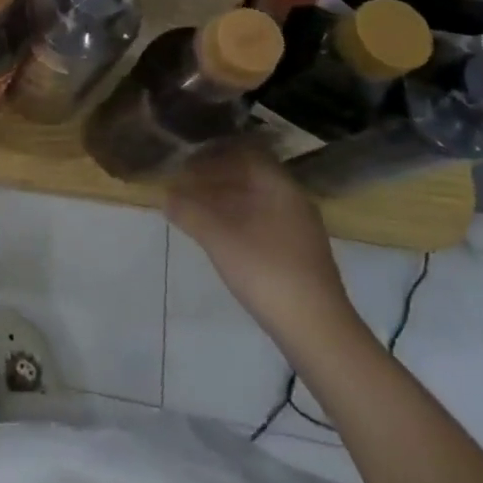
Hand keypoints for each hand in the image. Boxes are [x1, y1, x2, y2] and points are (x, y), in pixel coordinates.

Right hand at [167, 144, 359, 350]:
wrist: (317, 331)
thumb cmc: (265, 270)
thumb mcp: (218, 237)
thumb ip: (189, 211)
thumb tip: (165, 196)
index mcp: (279, 186)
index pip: (245, 152)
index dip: (213, 153)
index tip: (186, 162)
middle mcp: (293, 199)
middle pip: (251, 175)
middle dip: (216, 176)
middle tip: (186, 185)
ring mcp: (300, 228)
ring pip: (257, 199)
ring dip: (226, 199)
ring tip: (197, 210)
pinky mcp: (301, 254)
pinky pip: (265, 220)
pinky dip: (240, 219)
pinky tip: (222, 236)